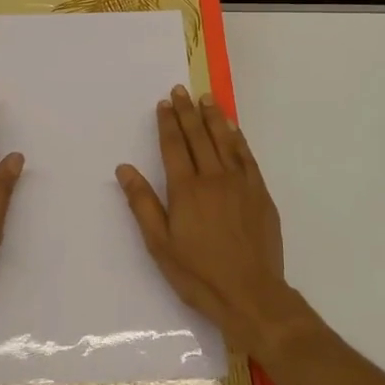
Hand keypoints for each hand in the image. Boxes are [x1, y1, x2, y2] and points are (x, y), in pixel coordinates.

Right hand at [116, 86, 291, 354]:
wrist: (250, 294)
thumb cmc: (198, 274)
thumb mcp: (160, 244)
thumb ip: (142, 203)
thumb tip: (124, 168)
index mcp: (186, 189)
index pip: (173, 146)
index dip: (167, 123)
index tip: (164, 103)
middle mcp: (213, 178)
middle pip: (198, 137)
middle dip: (187, 112)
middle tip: (181, 90)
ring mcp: (240, 183)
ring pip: (224, 141)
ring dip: (213, 117)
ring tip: (205, 98)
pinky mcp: (260, 193)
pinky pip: (247, 157)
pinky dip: (238, 139)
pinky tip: (233, 128)